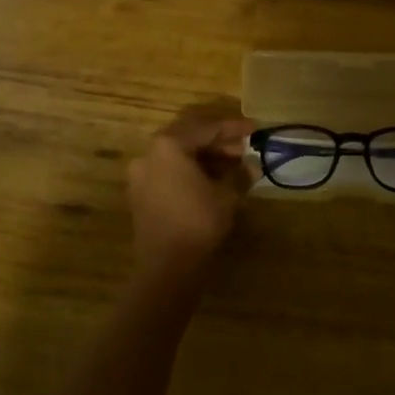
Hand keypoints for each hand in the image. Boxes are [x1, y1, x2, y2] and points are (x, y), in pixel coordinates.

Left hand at [127, 103, 256, 274]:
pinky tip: (211, 181)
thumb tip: (252, 166)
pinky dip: (189, 170)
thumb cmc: (198, 222)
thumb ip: (239, 174)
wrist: (166, 266)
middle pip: (188, 137)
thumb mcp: (226, 195)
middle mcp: (149, 153)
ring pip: (177, 155)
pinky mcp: (140, 193)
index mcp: (168, 145)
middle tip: (243, 149)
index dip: (232, 128)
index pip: (206, 128)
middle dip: (218, 141)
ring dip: (204, 157)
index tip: (254, 130)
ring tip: (232, 166)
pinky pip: (168, 171)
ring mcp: (141, 174)